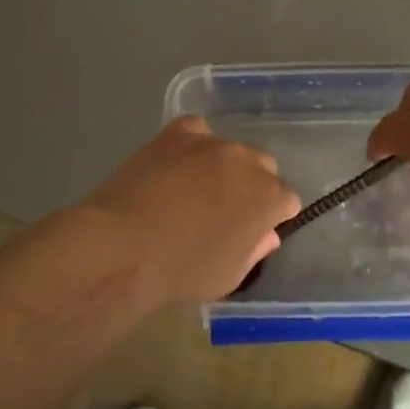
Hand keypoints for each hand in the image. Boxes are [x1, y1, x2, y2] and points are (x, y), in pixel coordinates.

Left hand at [81, 117, 300, 309]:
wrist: (123, 247)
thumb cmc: (181, 271)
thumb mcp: (230, 277)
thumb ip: (255, 250)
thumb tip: (265, 233)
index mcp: (270, 197)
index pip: (286, 201)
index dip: (270, 218)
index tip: (250, 232)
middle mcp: (248, 161)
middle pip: (263, 167)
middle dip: (251, 186)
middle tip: (224, 211)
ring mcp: (212, 142)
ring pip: (231, 149)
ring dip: (223, 166)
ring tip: (195, 188)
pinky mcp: (177, 133)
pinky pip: (197, 131)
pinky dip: (194, 145)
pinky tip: (177, 163)